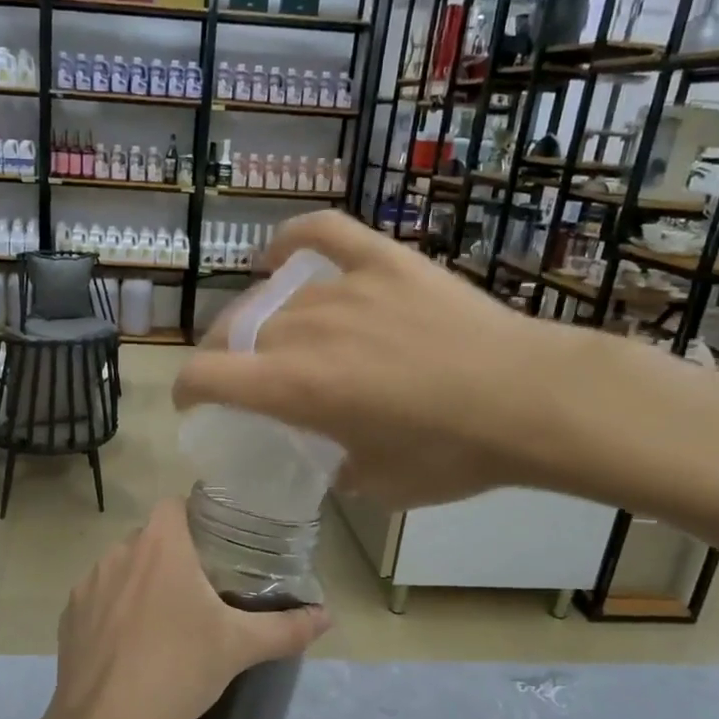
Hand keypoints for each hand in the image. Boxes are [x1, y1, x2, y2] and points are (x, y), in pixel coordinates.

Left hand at [42, 498, 328, 718]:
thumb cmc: (179, 669)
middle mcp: (118, 552)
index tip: (217, 545)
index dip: (196, 517)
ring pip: (122, 569)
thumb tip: (327, 617)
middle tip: (201, 590)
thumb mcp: (240, 647)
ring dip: (141, 584)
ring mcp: (87, 585)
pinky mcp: (68, 617)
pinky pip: (98, 600)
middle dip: (173, 556)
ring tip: (165, 621)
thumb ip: (287, 628)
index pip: (176, 504)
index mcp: (160, 545)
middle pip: (150, 539)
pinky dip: (114, 612)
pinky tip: (131, 647)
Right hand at [172, 211, 587, 507]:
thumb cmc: (451, 454)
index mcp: (293, 388)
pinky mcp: (384, 262)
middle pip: (234, 332)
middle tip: (243, 377)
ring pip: (275, 299)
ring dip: (262, 321)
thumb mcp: (378, 484)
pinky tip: (282, 256)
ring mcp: (345, 289)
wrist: (531, 400)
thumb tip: (332, 457)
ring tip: (276, 335)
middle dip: (224, 358)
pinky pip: (323, 234)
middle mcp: (304, 330)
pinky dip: (293, 240)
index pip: (205, 375)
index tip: (194, 403)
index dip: (186, 390)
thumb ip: (336, 467)